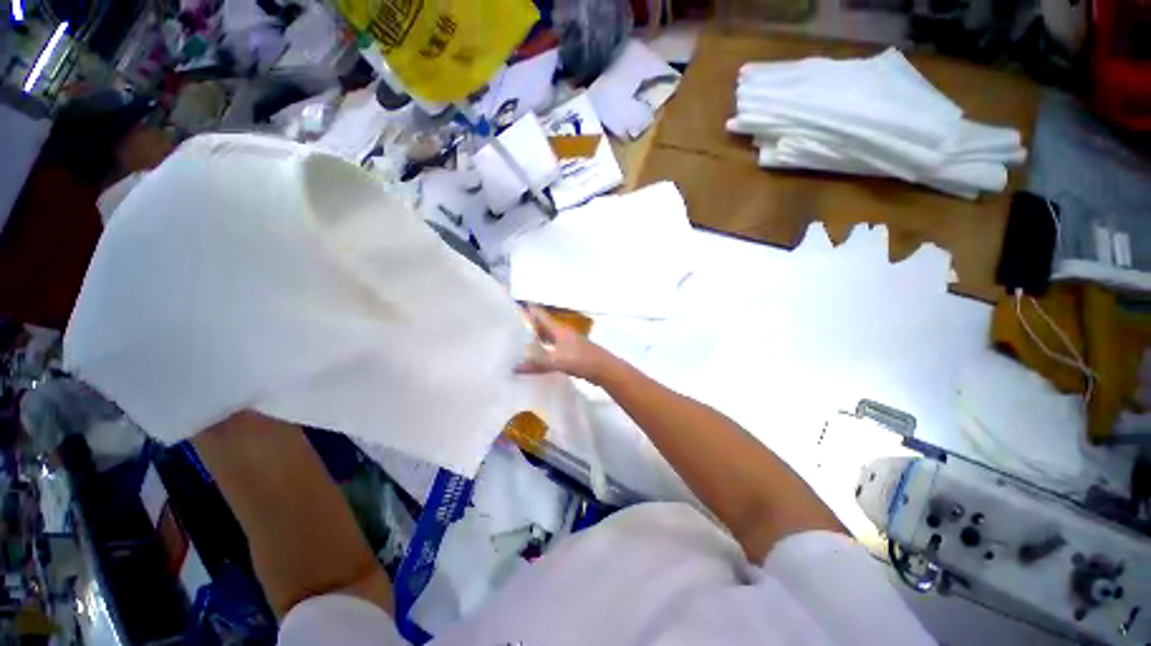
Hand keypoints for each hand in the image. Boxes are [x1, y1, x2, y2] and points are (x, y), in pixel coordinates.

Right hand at [515, 306, 615, 383]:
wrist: (604, 369)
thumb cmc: (582, 359)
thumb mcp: (558, 361)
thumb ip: (537, 364)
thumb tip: (514, 367)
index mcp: (557, 329)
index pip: (539, 314)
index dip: (527, 308)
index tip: (510, 306)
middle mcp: (560, 333)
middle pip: (541, 325)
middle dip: (526, 324)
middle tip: (508, 326)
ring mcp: (565, 343)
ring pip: (545, 337)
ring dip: (533, 338)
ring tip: (516, 342)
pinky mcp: (568, 354)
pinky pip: (549, 349)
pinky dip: (540, 351)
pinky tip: (533, 358)